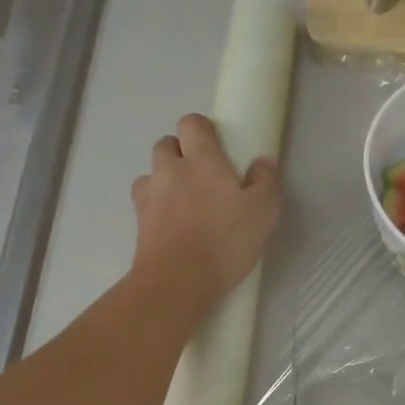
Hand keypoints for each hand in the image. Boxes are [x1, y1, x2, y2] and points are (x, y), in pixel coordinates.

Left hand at [130, 114, 280, 312]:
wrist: (176, 282)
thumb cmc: (224, 242)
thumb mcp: (263, 212)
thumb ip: (266, 182)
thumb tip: (262, 163)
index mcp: (201, 159)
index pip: (192, 122)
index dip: (202, 130)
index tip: (217, 147)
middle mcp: (169, 169)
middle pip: (166, 144)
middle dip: (180, 153)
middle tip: (201, 177)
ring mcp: (149, 196)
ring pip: (151, 174)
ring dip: (164, 181)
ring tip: (183, 204)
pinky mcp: (138, 223)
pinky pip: (144, 204)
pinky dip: (154, 208)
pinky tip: (170, 225)